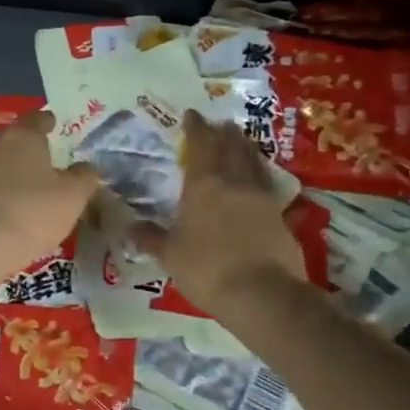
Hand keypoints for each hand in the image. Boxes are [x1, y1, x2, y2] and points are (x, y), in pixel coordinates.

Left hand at [0, 111, 100, 271]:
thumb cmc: (32, 212)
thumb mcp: (72, 196)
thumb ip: (84, 177)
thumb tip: (87, 167)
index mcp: (23, 137)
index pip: (37, 119)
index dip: (48, 121)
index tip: (55, 123)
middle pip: (17, 141)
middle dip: (32, 149)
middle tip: (50, 160)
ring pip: (2, 166)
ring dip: (17, 174)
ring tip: (35, 188)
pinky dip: (4, 194)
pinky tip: (15, 209)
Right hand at [131, 110, 306, 310]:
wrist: (263, 294)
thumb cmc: (207, 269)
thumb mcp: (170, 255)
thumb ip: (151, 238)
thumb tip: (129, 227)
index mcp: (204, 186)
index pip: (200, 147)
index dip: (196, 128)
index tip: (192, 114)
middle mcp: (234, 184)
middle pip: (231, 148)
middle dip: (224, 133)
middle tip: (221, 123)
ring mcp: (262, 199)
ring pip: (253, 163)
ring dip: (246, 148)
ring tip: (241, 141)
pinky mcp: (281, 217)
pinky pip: (268, 187)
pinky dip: (261, 176)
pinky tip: (259, 181)